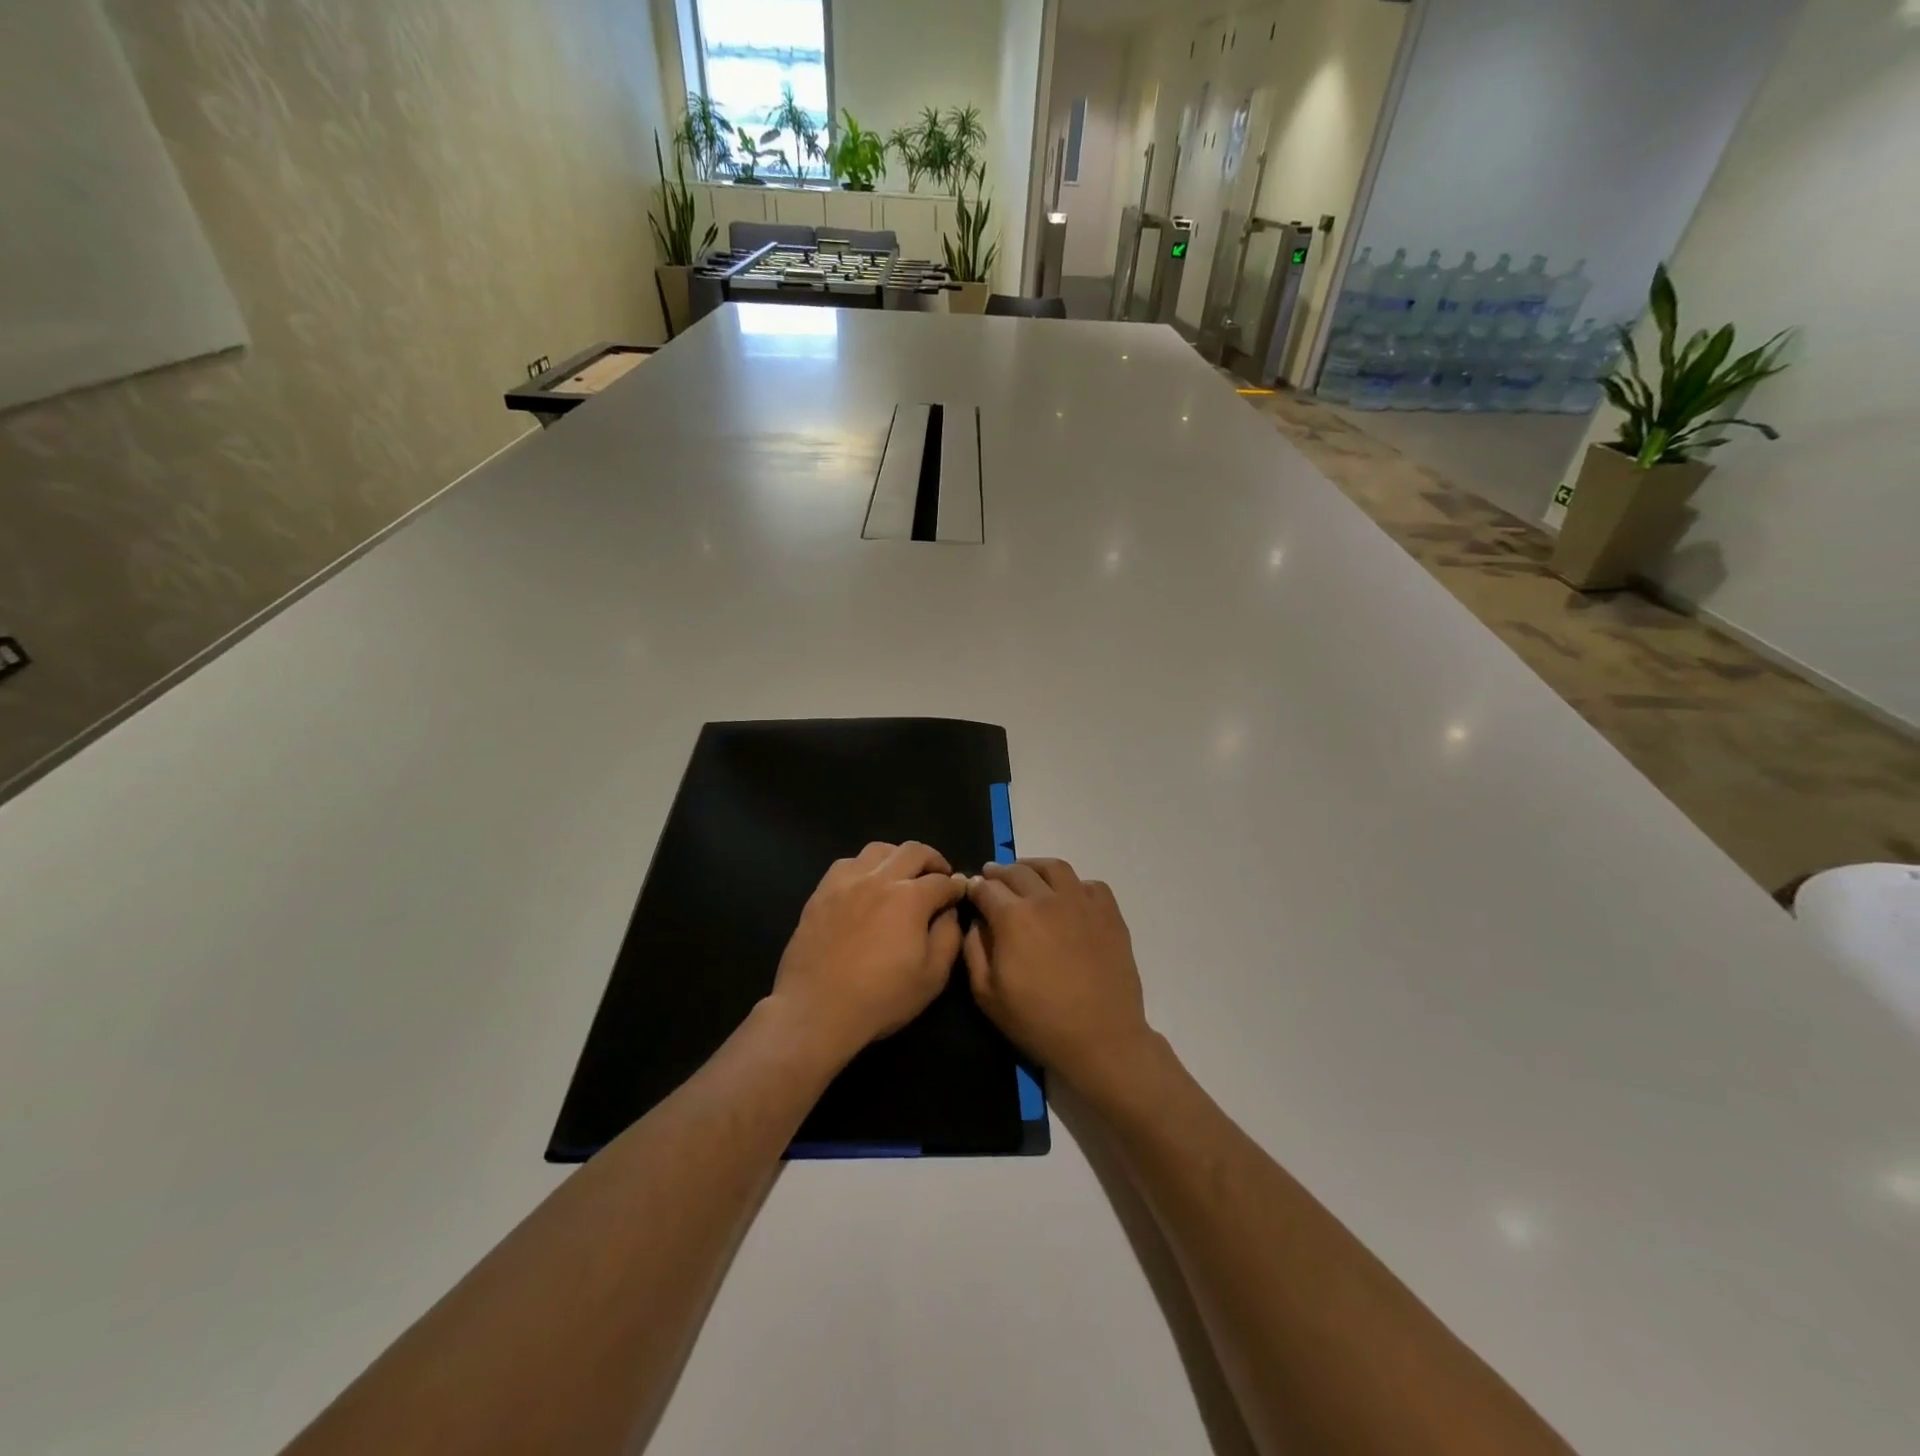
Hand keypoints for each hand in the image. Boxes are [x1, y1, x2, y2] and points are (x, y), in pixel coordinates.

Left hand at [771, 842, 966, 1062]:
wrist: (817, 1009)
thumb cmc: (881, 997)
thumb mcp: (932, 976)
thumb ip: (949, 936)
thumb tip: (950, 911)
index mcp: (910, 898)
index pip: (942, 881)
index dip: (956, 886)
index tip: (960, 893)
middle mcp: (880, 879)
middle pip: (913, 851)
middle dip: (933, 860)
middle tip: (939, 875)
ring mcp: (847, 882)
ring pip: (878, 849)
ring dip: (898, 856)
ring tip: (902, 875)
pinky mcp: (822, 892)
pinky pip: (847, 863)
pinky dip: (864, 866)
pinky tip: (865, 884)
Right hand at [964, 859, 1155, 1092]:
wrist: (1101, 1038)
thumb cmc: (1038, 1021)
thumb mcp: (987, 995)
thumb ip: (973, 950)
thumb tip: (976, 921)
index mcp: (1013, 917)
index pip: (986, 888)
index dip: (975, 887)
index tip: (971, 890)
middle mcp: (1046, 899)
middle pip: (1017, 871)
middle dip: (999, 872)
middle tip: (992, 877)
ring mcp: (1081, 902)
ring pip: (1054, 868)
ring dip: (1034, 867)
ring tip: (1027, 874)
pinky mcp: (1109, 913)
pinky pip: (1090, 884)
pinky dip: (1074, 884)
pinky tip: (1068, 896)